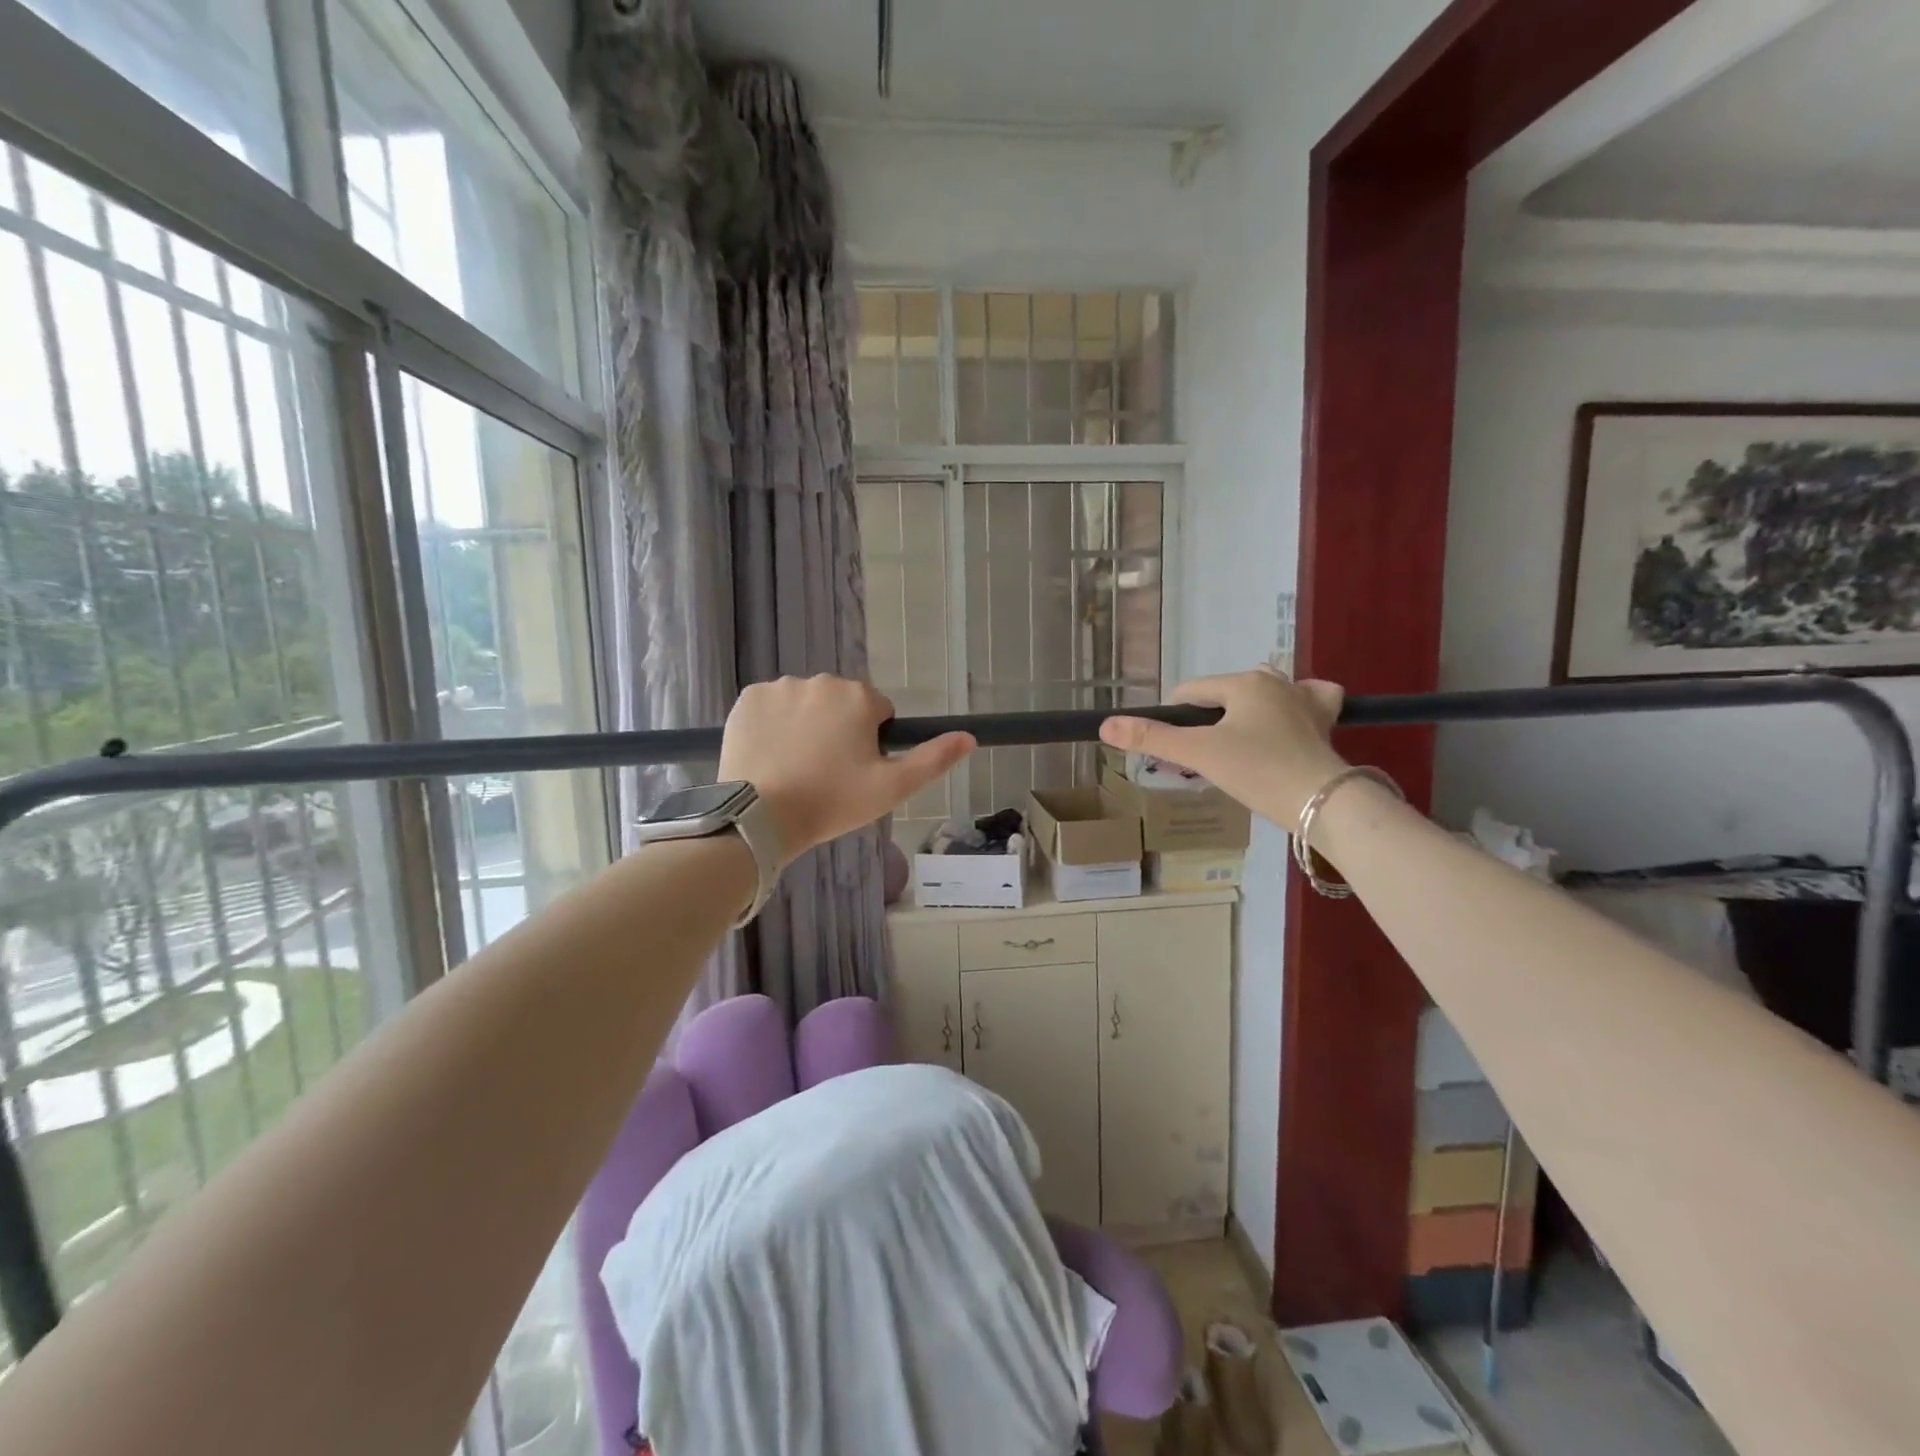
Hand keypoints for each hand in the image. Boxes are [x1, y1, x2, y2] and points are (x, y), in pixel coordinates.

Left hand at [718, 676, 974, 860]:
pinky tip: (771, 755)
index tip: (856, 771)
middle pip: (840, 704)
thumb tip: (969, 736)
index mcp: (858, 697)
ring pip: (806, 704)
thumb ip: (933, 759)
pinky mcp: (747, 698)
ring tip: (796, 767)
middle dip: (839, 729)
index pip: (877, 712)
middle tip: (827, 772)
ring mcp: (780, 687)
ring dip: (807, 725)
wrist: (761, 817)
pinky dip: (774, 724)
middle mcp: (821, 681)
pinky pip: (771, 706)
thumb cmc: (833, 802)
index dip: (871, 742)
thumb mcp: (892, 787)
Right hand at [1099, 668, 1349, 829]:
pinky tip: (1289, 722)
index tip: (1174, 750)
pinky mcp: (1326, 721)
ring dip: (1247, 711)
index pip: (1192, 692)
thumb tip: (1105, 725)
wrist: (1322, 801)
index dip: (1175, 718)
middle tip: (1204, 755)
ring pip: (1264, 693)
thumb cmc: (1257, 770)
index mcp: (1244, 683)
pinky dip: (1296, 706)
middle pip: (1226, 693)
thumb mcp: (1199, 754)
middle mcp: (1276, 681)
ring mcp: (1305, 699)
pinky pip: (1308, 701)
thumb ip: (1152, 738)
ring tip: (1238, 742)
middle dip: (1210, 718)